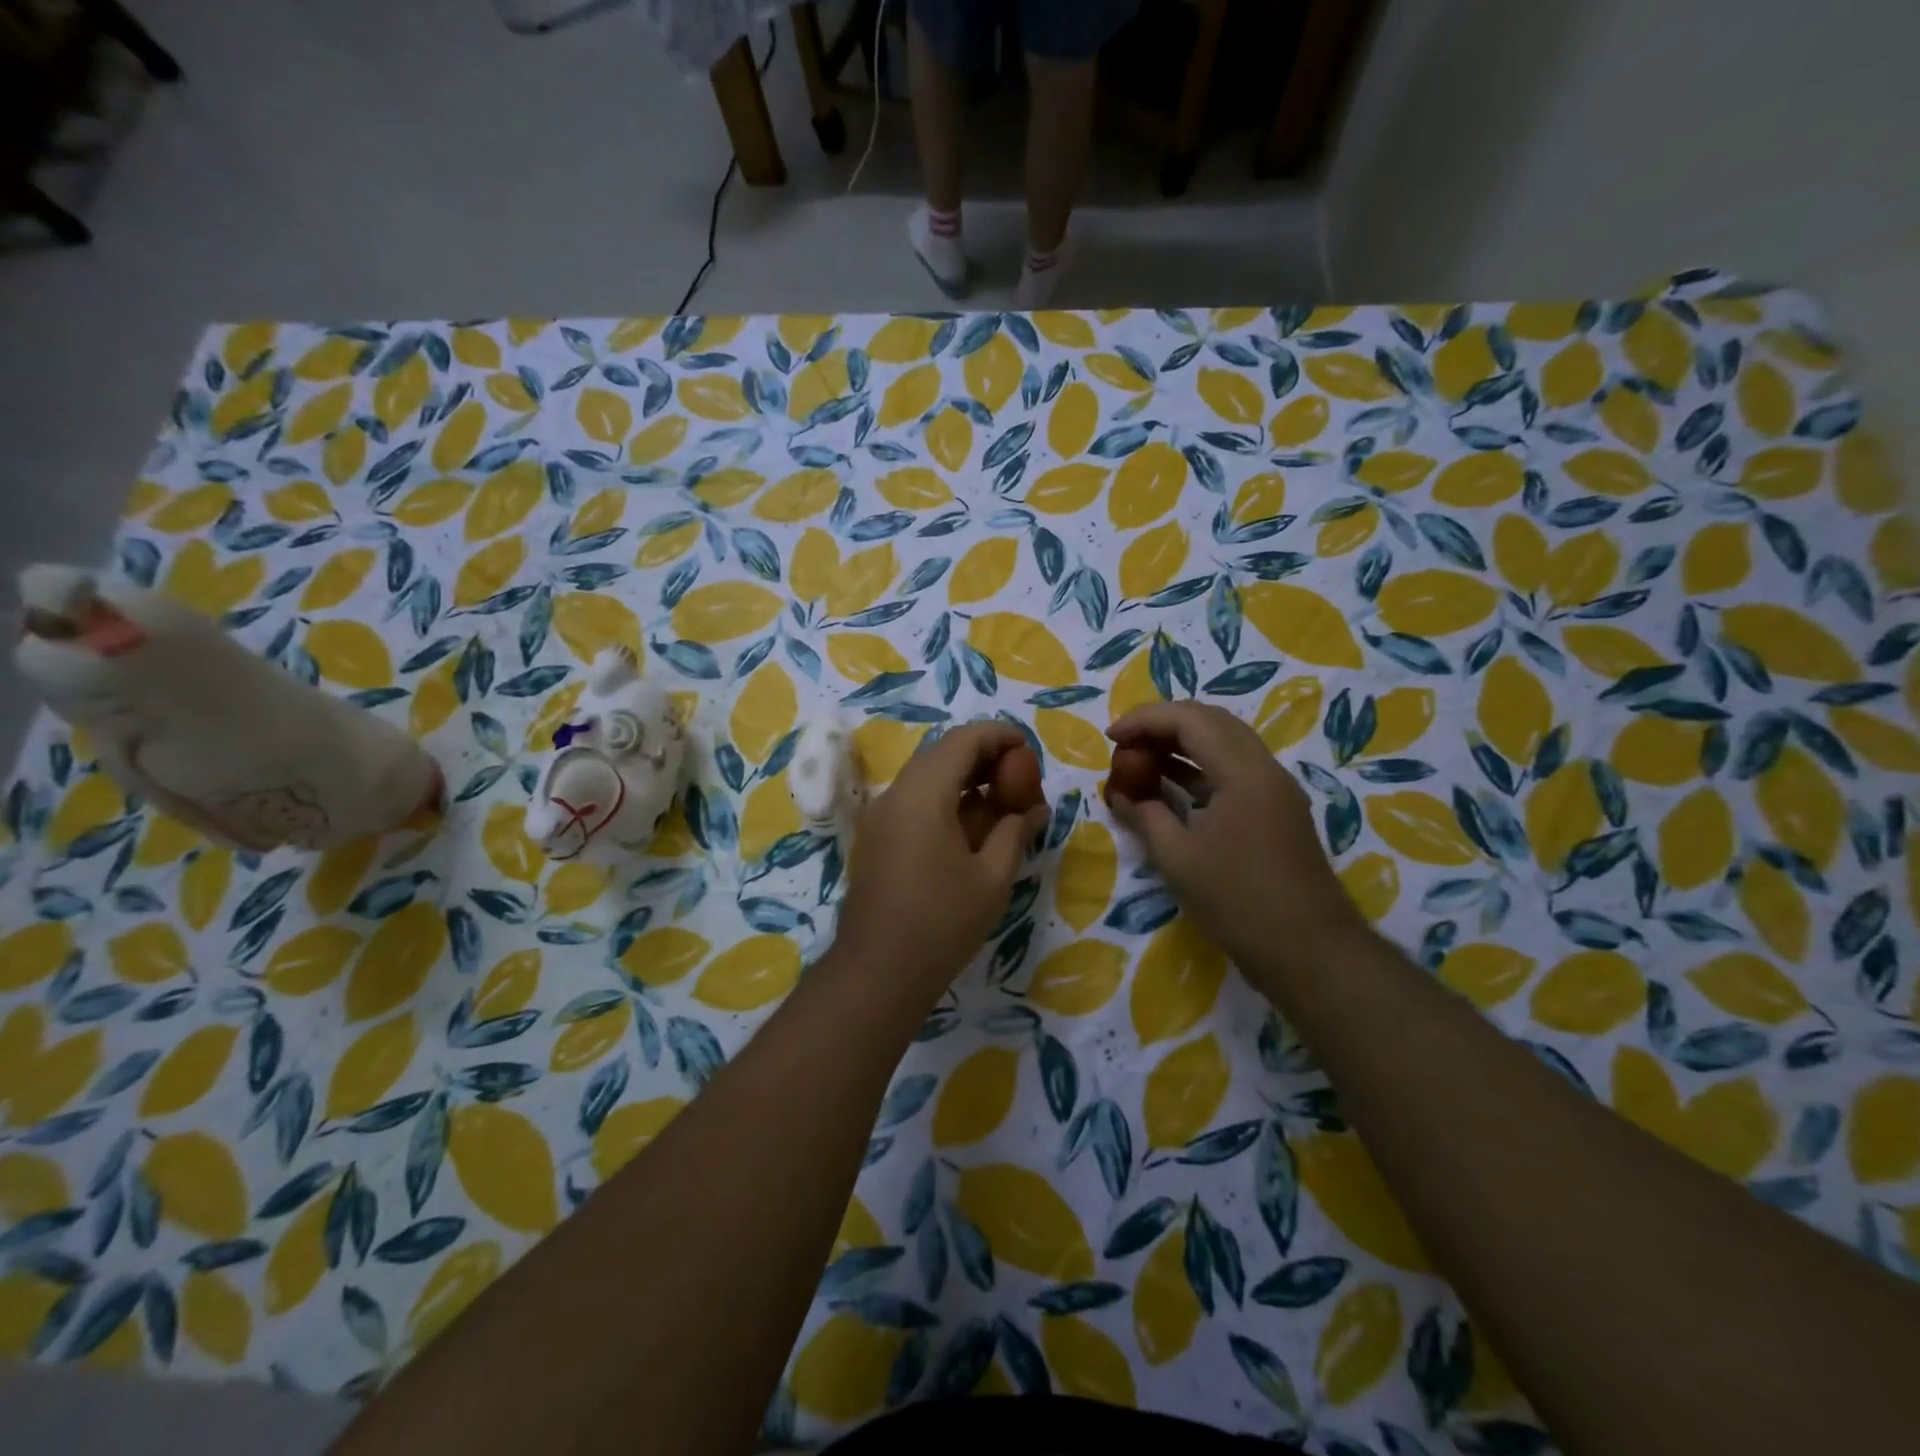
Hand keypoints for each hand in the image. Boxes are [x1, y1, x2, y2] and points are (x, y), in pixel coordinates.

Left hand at [836, 721, 1049, 996]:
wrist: (877, 971)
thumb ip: (1015, 832)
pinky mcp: (876, 837)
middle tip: (1019, 779)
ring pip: (927, 777)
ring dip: (964, 779)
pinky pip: (914, 801)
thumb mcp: (993, 878)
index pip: (964, 739)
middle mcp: (896, 794)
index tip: (1028, 750)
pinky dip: (945, 800)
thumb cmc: (942, 923)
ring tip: (1001, 804)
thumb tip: (1034, 809)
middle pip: (942, 753)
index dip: (1000, 735)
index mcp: (924, 794)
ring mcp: (881, 816)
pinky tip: (970, 829)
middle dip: (984, 758)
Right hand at [1105, 702, 1362, 978]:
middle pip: (1211, 721)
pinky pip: (1234, 768)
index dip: (1145, 720)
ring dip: (1181, 743)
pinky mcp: (1277, 809)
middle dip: (1162, 724)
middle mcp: (1265, 768)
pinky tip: (1171, 785)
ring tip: (1141, 761)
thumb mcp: (1177, 859)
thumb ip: (1144, 815)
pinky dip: (1199, 767)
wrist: (1309, 951)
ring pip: (1225, 742)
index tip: (1110, 738)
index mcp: (1243, 773)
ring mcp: (1275, 788)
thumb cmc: (1238, 902)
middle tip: (1125, 745)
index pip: (1189, 719)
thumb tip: (1119, 793)